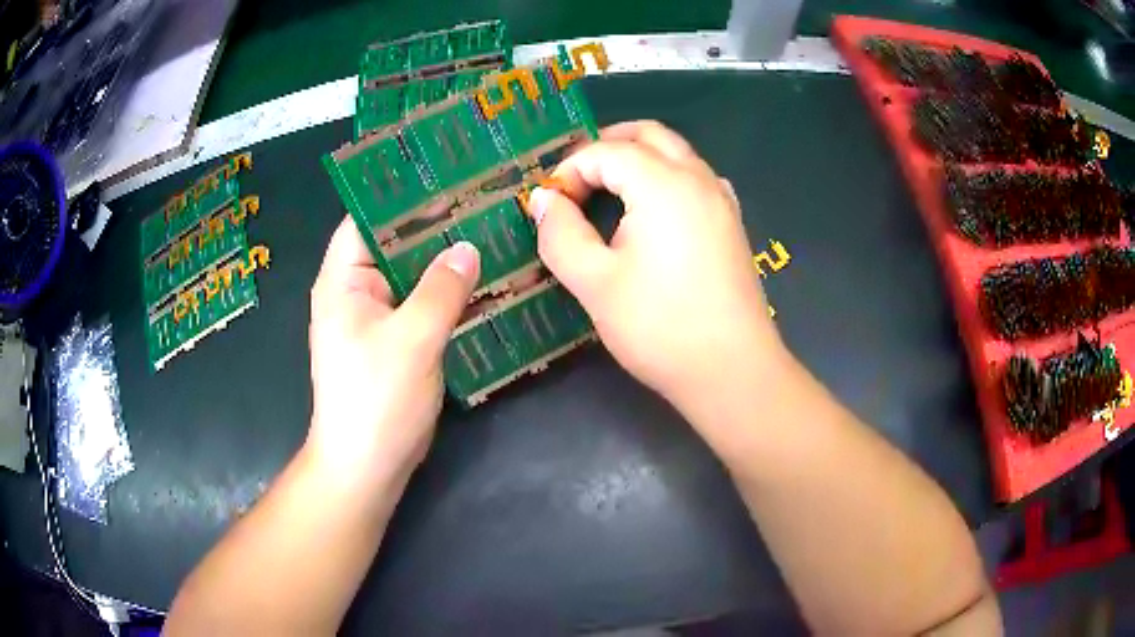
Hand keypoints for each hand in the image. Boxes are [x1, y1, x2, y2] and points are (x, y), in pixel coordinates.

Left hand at [307, 218, 479, 486]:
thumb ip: (441, 290)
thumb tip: (468, 248)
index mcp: (343, 281)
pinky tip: (486, 281)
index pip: (367, 219)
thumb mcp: (411, 340)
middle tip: (482, 199)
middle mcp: (357, 292)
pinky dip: (450, 293)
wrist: (368, 466)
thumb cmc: (376, 401)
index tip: (447, 176)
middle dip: (435, 225)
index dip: (402, 195)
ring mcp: (378, 318)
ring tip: (492, 231)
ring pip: (414, 275)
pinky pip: (424, 304)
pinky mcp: (398, 341)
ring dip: (446, 260)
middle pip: (395, 244)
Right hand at [530, 121, 786, 419]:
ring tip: (608, 192)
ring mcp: (721, 198)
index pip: (605, 152)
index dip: (568, 171)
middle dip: (606, 146)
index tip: (549, 205)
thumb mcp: (594, 283)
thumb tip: (543, 199)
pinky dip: (667, 177)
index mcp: (662, 184)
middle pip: (648, 134)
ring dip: (638, 158)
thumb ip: (560, 233)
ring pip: (676, 152)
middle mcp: (697, 177)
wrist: (732, 370)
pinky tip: (654, 212)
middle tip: (576, 180)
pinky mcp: (732, 222)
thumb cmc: (659, 327)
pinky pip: (696, 177)